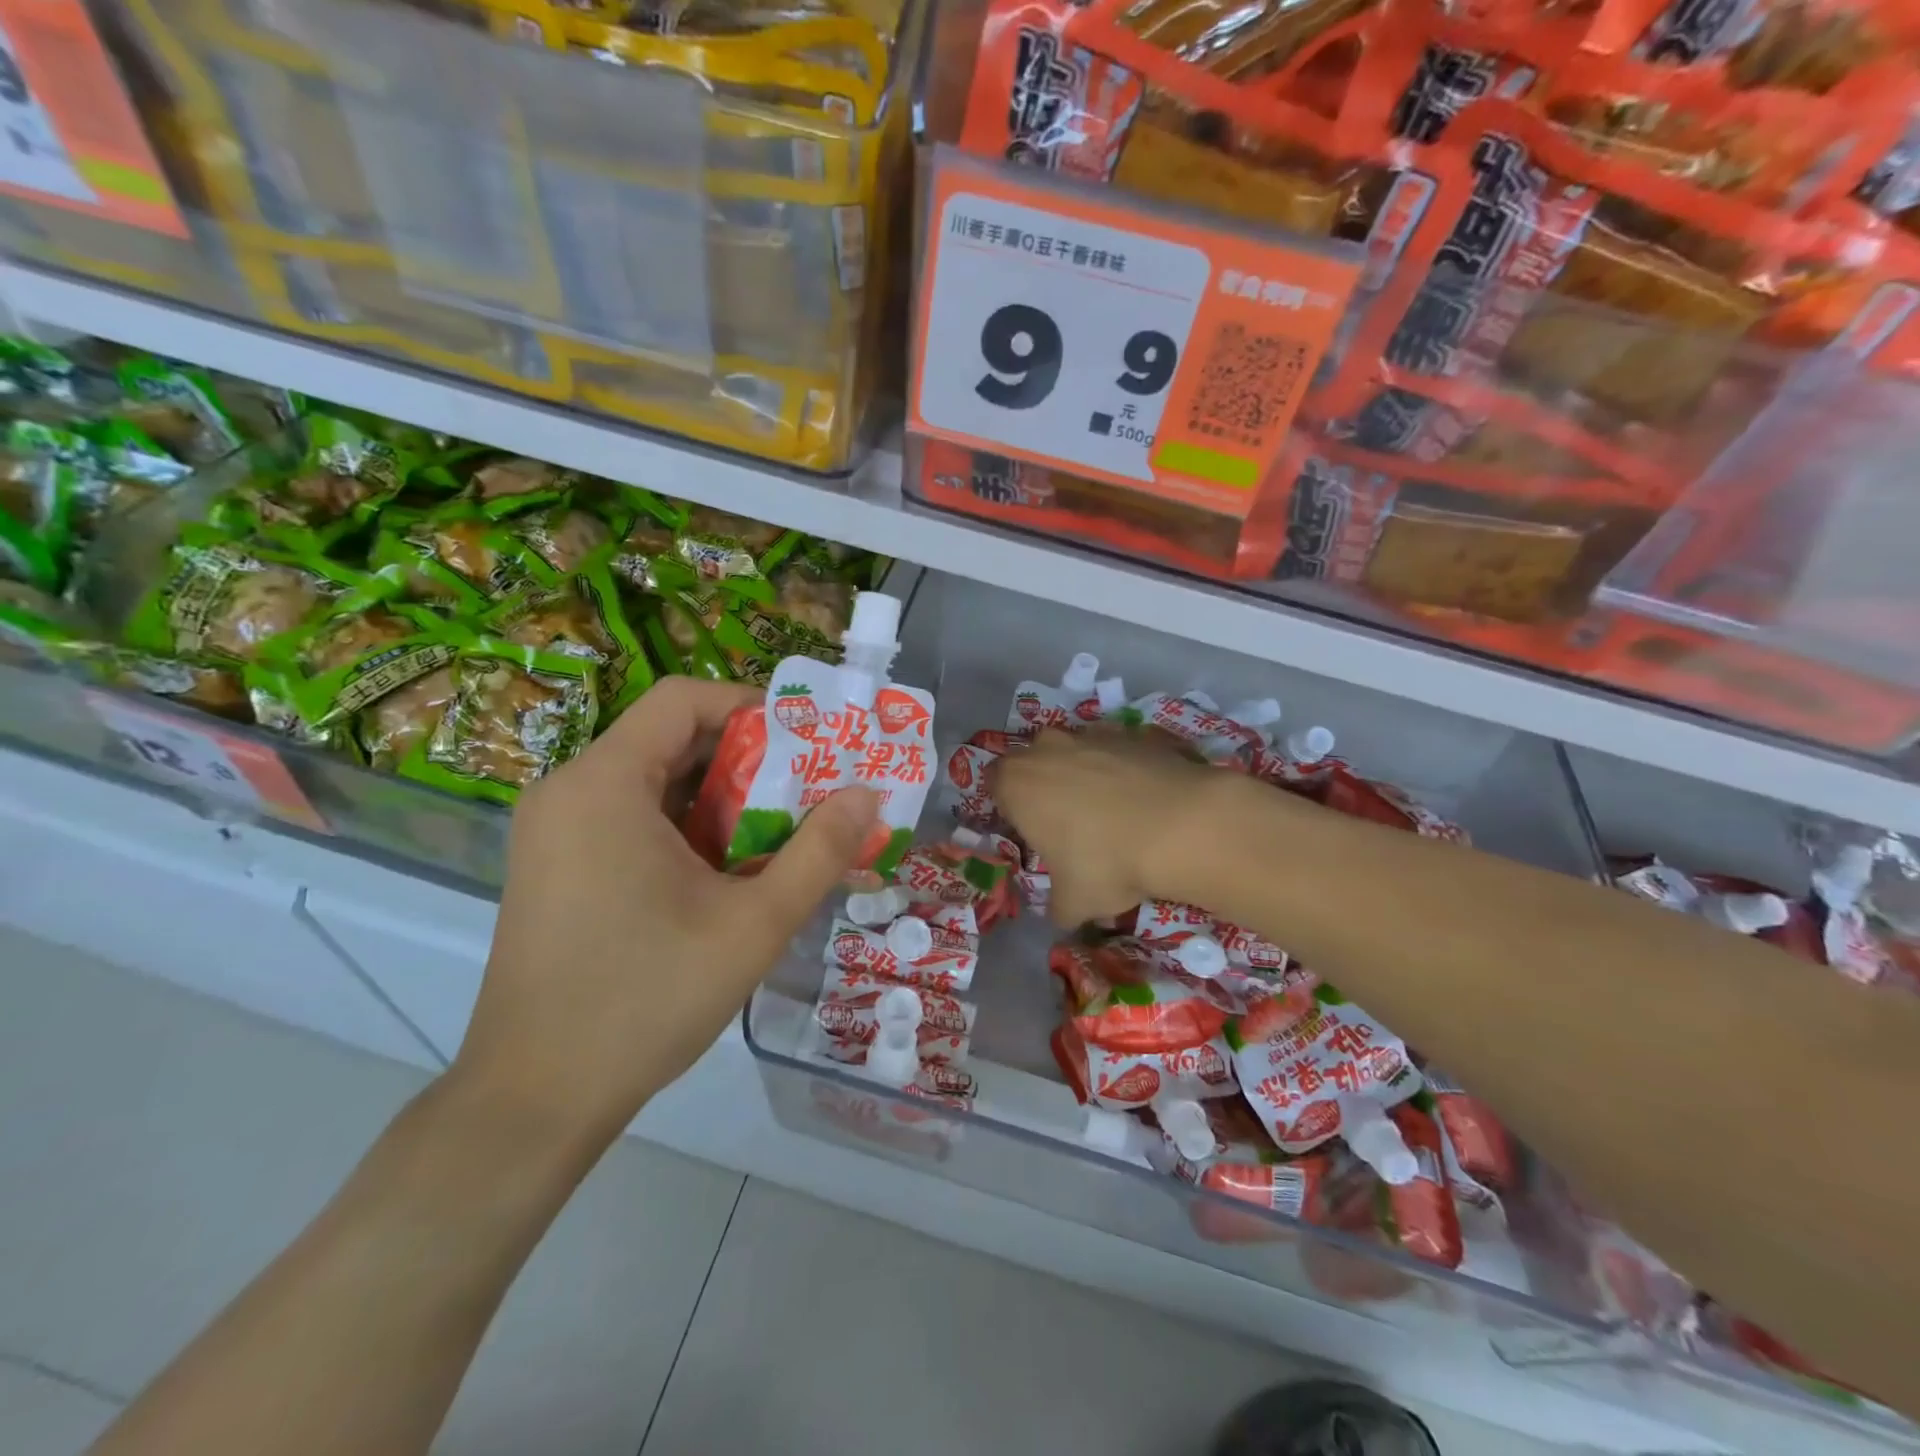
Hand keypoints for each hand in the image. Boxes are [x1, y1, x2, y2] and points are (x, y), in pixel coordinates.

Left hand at [454, 678, 879, 1143]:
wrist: (534, 1100)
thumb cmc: (646, 999)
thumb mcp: (753, 924)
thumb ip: (819, 851)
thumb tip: (867, 794)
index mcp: (605, 783)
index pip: (683, 699)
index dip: (752, 707)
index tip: (809, 743)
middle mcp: (569, 791)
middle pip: (670, 738)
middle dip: (748, 759)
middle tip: (810, 792)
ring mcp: (554, 831)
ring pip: (654, 782)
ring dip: (721, 798)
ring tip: (779, 834)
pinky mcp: (554, 866)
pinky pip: (630, 818)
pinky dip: (685, 828)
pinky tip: (726, 873)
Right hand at [990, 724, 1243, 924]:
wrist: (1180, 825)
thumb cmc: (1107, 862)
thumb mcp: (1074, 902)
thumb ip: (1057, 907)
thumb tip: (1061, 915)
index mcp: (1017, 784)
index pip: (994, 784)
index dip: (1010, 807)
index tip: (1030, 831)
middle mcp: (1047, 749)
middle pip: (1033, 761)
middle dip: (1045, 785)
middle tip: (1067, 823)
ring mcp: (1091, 735)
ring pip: (1076, 752)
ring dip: (1084, 774)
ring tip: (1112, 813)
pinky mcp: (1133, 733)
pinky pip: (1116, 752)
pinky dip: (1123, 770)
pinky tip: (1144, 801)